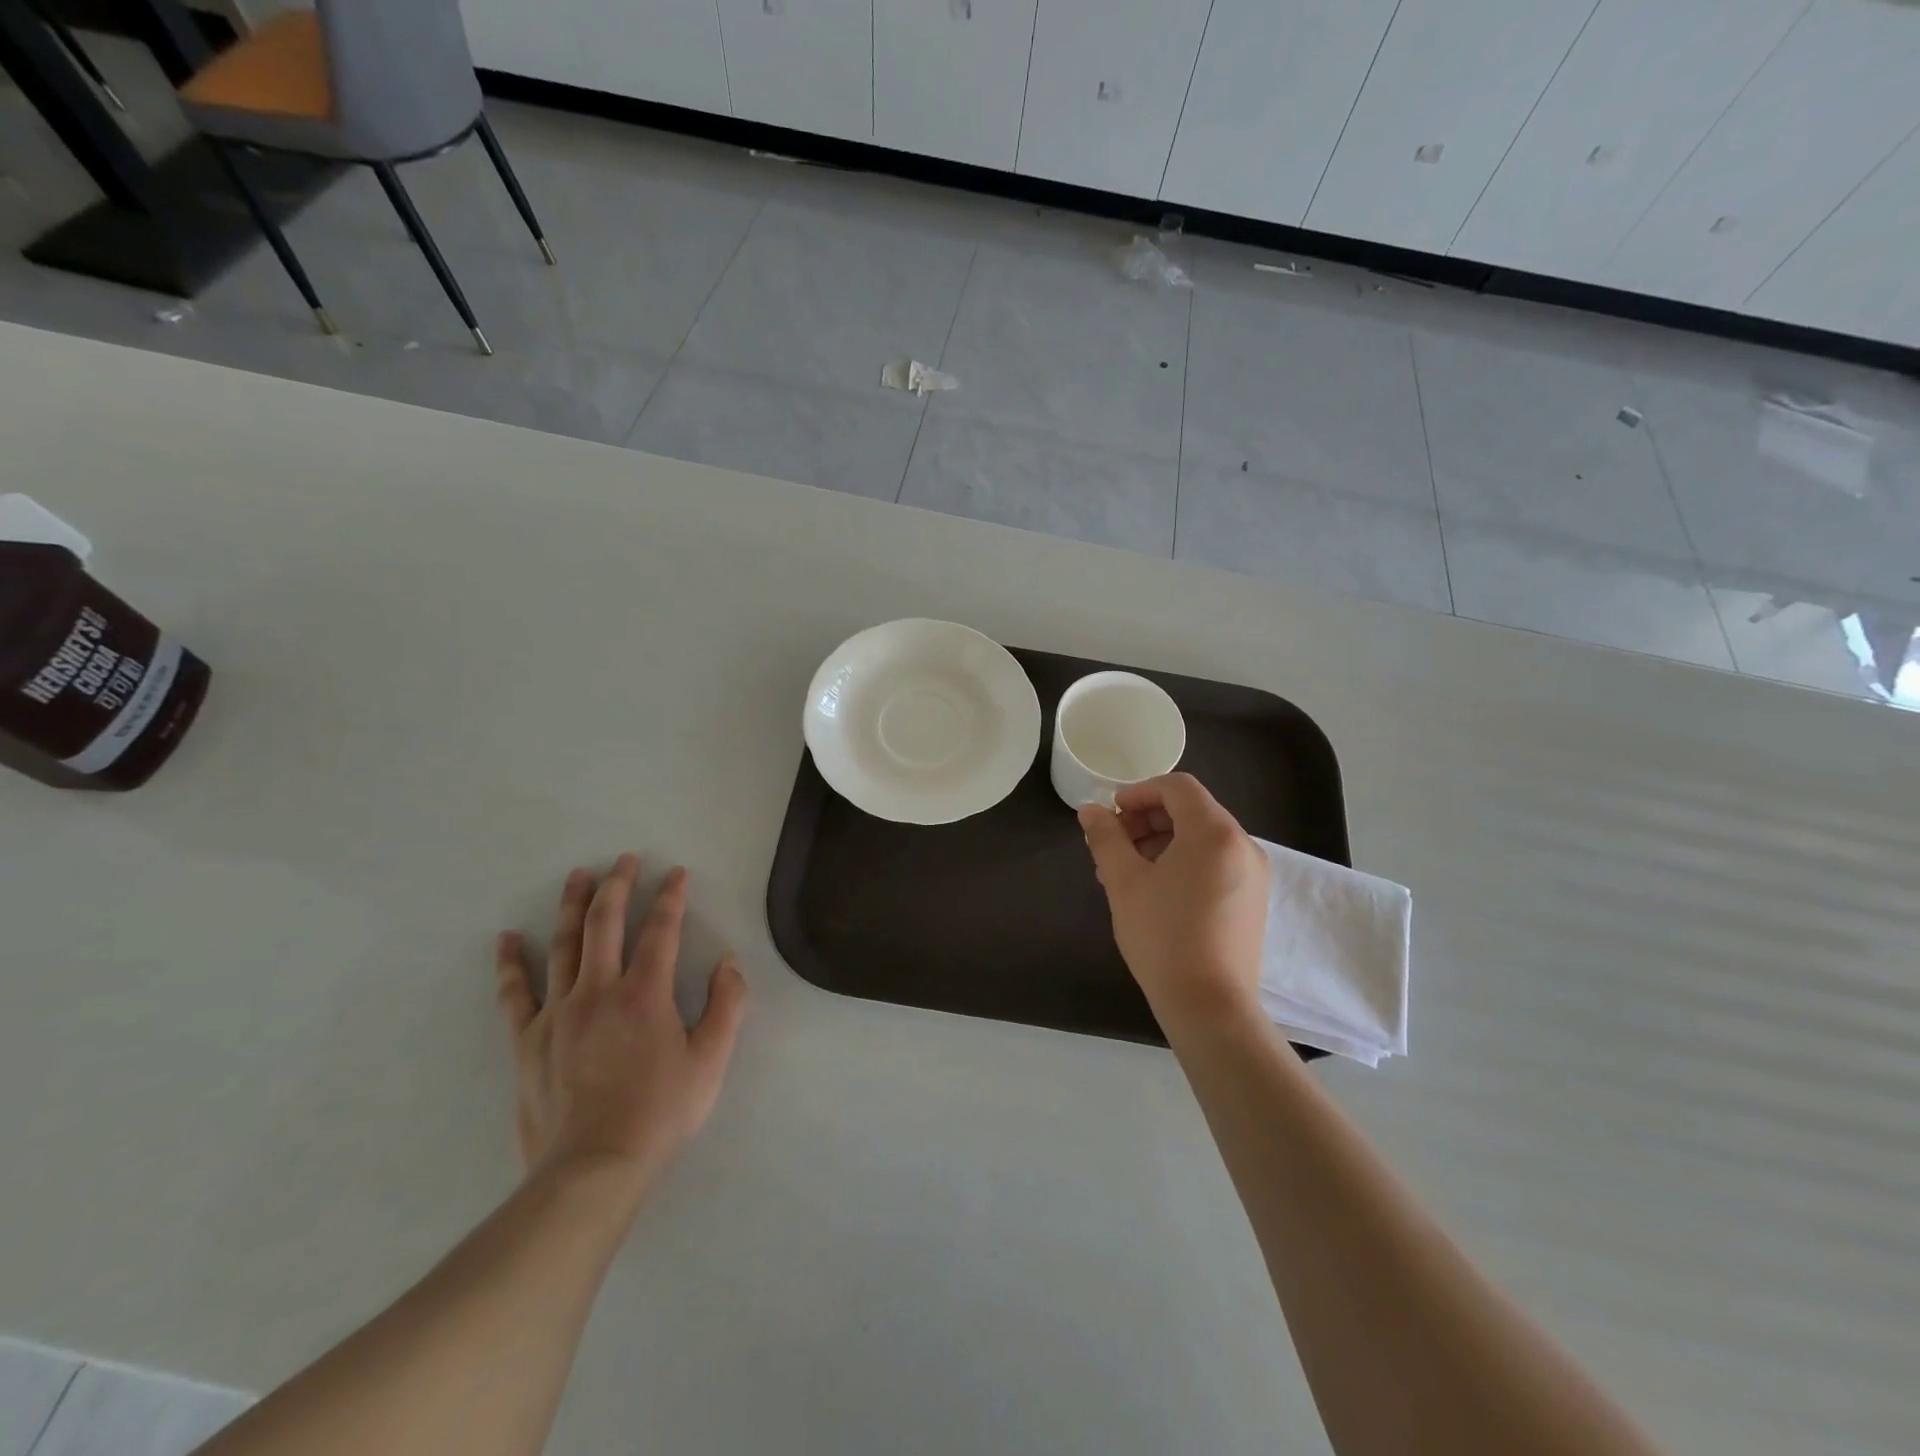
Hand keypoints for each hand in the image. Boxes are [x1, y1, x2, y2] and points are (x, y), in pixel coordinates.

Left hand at [496, 855, 747, 1201]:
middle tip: (625, 859)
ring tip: (578, 875)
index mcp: (645, 993)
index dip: (671, 897)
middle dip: (618, 885)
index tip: (677, 873)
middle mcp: (599, 990)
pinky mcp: (528, 1039)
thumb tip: (728, 961)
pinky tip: (506, 939)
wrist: (593, 1169)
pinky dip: (510, 963)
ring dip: (572, 906)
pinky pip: (515, 993)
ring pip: (563, 945)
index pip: (661, 930)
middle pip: (605, 923)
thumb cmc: (660, 1113)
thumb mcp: (711, 1061)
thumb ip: (727, 1005)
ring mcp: (558, 1013)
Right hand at [1079, 773, 1268, 1029]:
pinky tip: (1156, 891)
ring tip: (1127, 872)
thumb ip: (1106, 837)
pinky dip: (1184, 862)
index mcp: (1214, 832)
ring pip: (1202, 838)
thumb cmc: (1163, 936)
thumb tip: (1090, 810)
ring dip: (1162, 842)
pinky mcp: (1252, 899)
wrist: (1210, 1006)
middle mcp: (1242, 844)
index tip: (1111, 816)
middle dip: (1147, 820)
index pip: (1177, 787)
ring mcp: (1253, 873)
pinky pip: (1215, 862)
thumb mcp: (1124, 881)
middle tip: (1113, 846)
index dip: (1139, 792)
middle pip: (1191, 810)